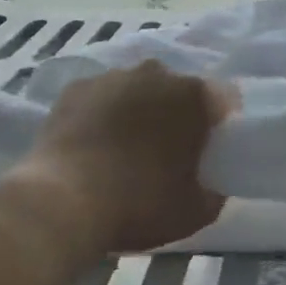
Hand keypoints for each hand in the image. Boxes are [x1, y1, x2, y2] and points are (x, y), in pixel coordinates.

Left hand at [0, 60, 229, 256]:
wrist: (63, 201)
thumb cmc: (140, 203)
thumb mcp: (197, 211)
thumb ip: (215, 190)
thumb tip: (211, 182)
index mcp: (193, 95)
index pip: (222, 100)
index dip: (219, 124)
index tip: (208, 149)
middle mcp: (156, 73)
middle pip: (177, 89)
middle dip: (176, 112)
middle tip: (166, 151)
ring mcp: (113, 76)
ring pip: (137, 89)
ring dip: (138, 110)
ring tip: (124, 149)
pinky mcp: (77, 87)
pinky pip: (101, 97)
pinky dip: (102, 113)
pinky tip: (94, 144)